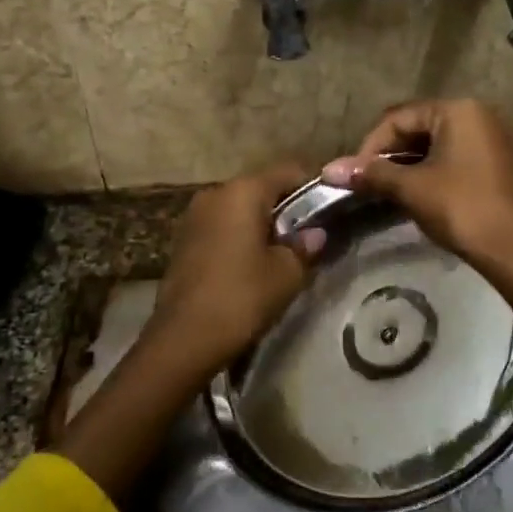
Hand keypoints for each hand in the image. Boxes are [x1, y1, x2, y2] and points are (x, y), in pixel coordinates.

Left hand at [139, 162, 325, 382]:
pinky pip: (221, 227)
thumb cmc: (241, 297)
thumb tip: (314, 234)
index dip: (313, 188)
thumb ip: (305, 246)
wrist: (183, 339)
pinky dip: (239, 238)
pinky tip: (250, 265)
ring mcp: (194, 216)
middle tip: (308, 238)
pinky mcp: (183, 240)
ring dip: (261, 225)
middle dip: (286, 208)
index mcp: (243, 191)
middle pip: (261, 189)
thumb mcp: (287, 274)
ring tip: (280, 255)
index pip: (288, 172)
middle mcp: (215, 193)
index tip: (330, 210)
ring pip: (239, 209)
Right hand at [323, 100, 512, 265]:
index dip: (371, 145)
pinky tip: (415, 193)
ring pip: (435, 143)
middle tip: (368, 182)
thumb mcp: (411, 188)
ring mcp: (490, 138)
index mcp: (458, 110)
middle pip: (418, 126)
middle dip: (389, 154)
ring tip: (387, 189)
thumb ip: (371, 173)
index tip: (354, 174)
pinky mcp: (496, 162)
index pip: (399, 118)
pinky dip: (430, 170)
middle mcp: (477, 115)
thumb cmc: (461, 208)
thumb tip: (329, 169)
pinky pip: (453, 156)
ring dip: (408, 164)